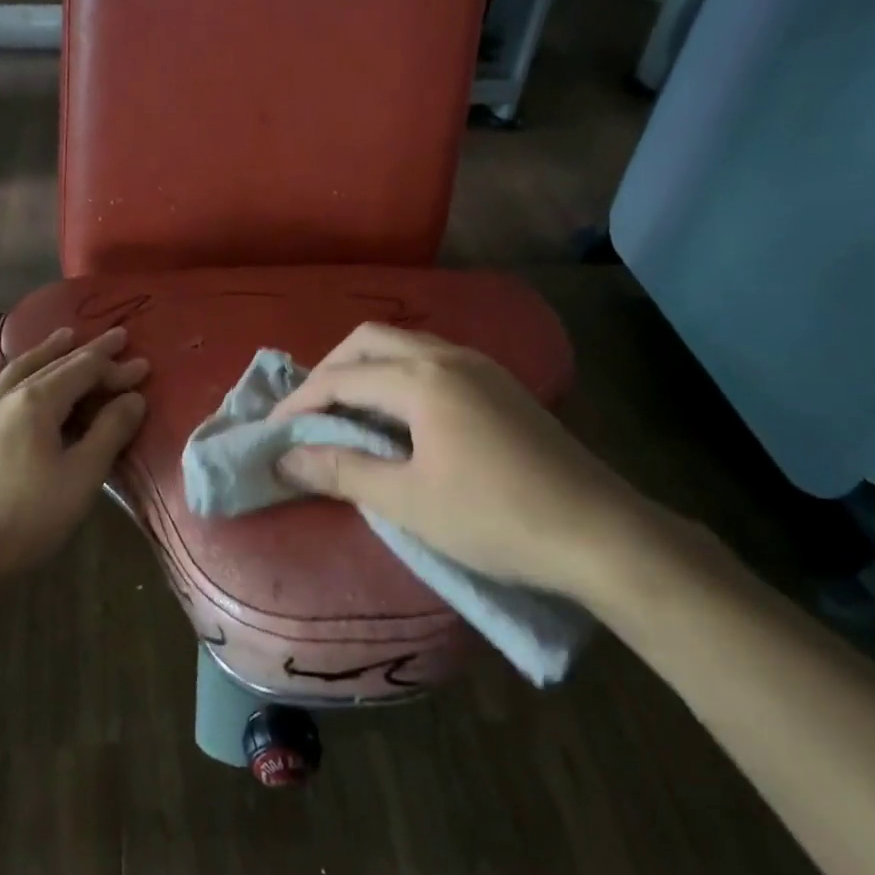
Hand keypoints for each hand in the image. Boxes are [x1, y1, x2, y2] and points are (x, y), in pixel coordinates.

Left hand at [0, 327, 148, 593]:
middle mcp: (8, 396)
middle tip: (116, 336)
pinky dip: (0, 367)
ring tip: (65, 335)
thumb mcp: (81, 477)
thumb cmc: (27, 519)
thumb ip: (108, 432)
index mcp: (37, 402)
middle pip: (54, 364)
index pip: (84, 372)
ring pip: (19, 368)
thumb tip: (133, 397)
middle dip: (88, 351)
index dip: (116, 367)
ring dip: (47, 350)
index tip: (145, 364)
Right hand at [272, 324, 684, 608]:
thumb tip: (284, 459)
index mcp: (422, 379)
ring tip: (344, 414)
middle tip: (307, 414)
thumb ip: (340, 472)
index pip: (340, 378)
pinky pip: (430, 361)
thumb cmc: (495, 517)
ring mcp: (480, 366)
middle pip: (369, 341)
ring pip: (402, 346)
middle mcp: (448, 356)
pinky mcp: (500, 385)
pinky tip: (396, 417)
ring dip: (364, 371)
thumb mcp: (407, 500)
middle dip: (329, 371)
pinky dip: (396, 378)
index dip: (299, 403)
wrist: (602, 534)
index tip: (272, 433)